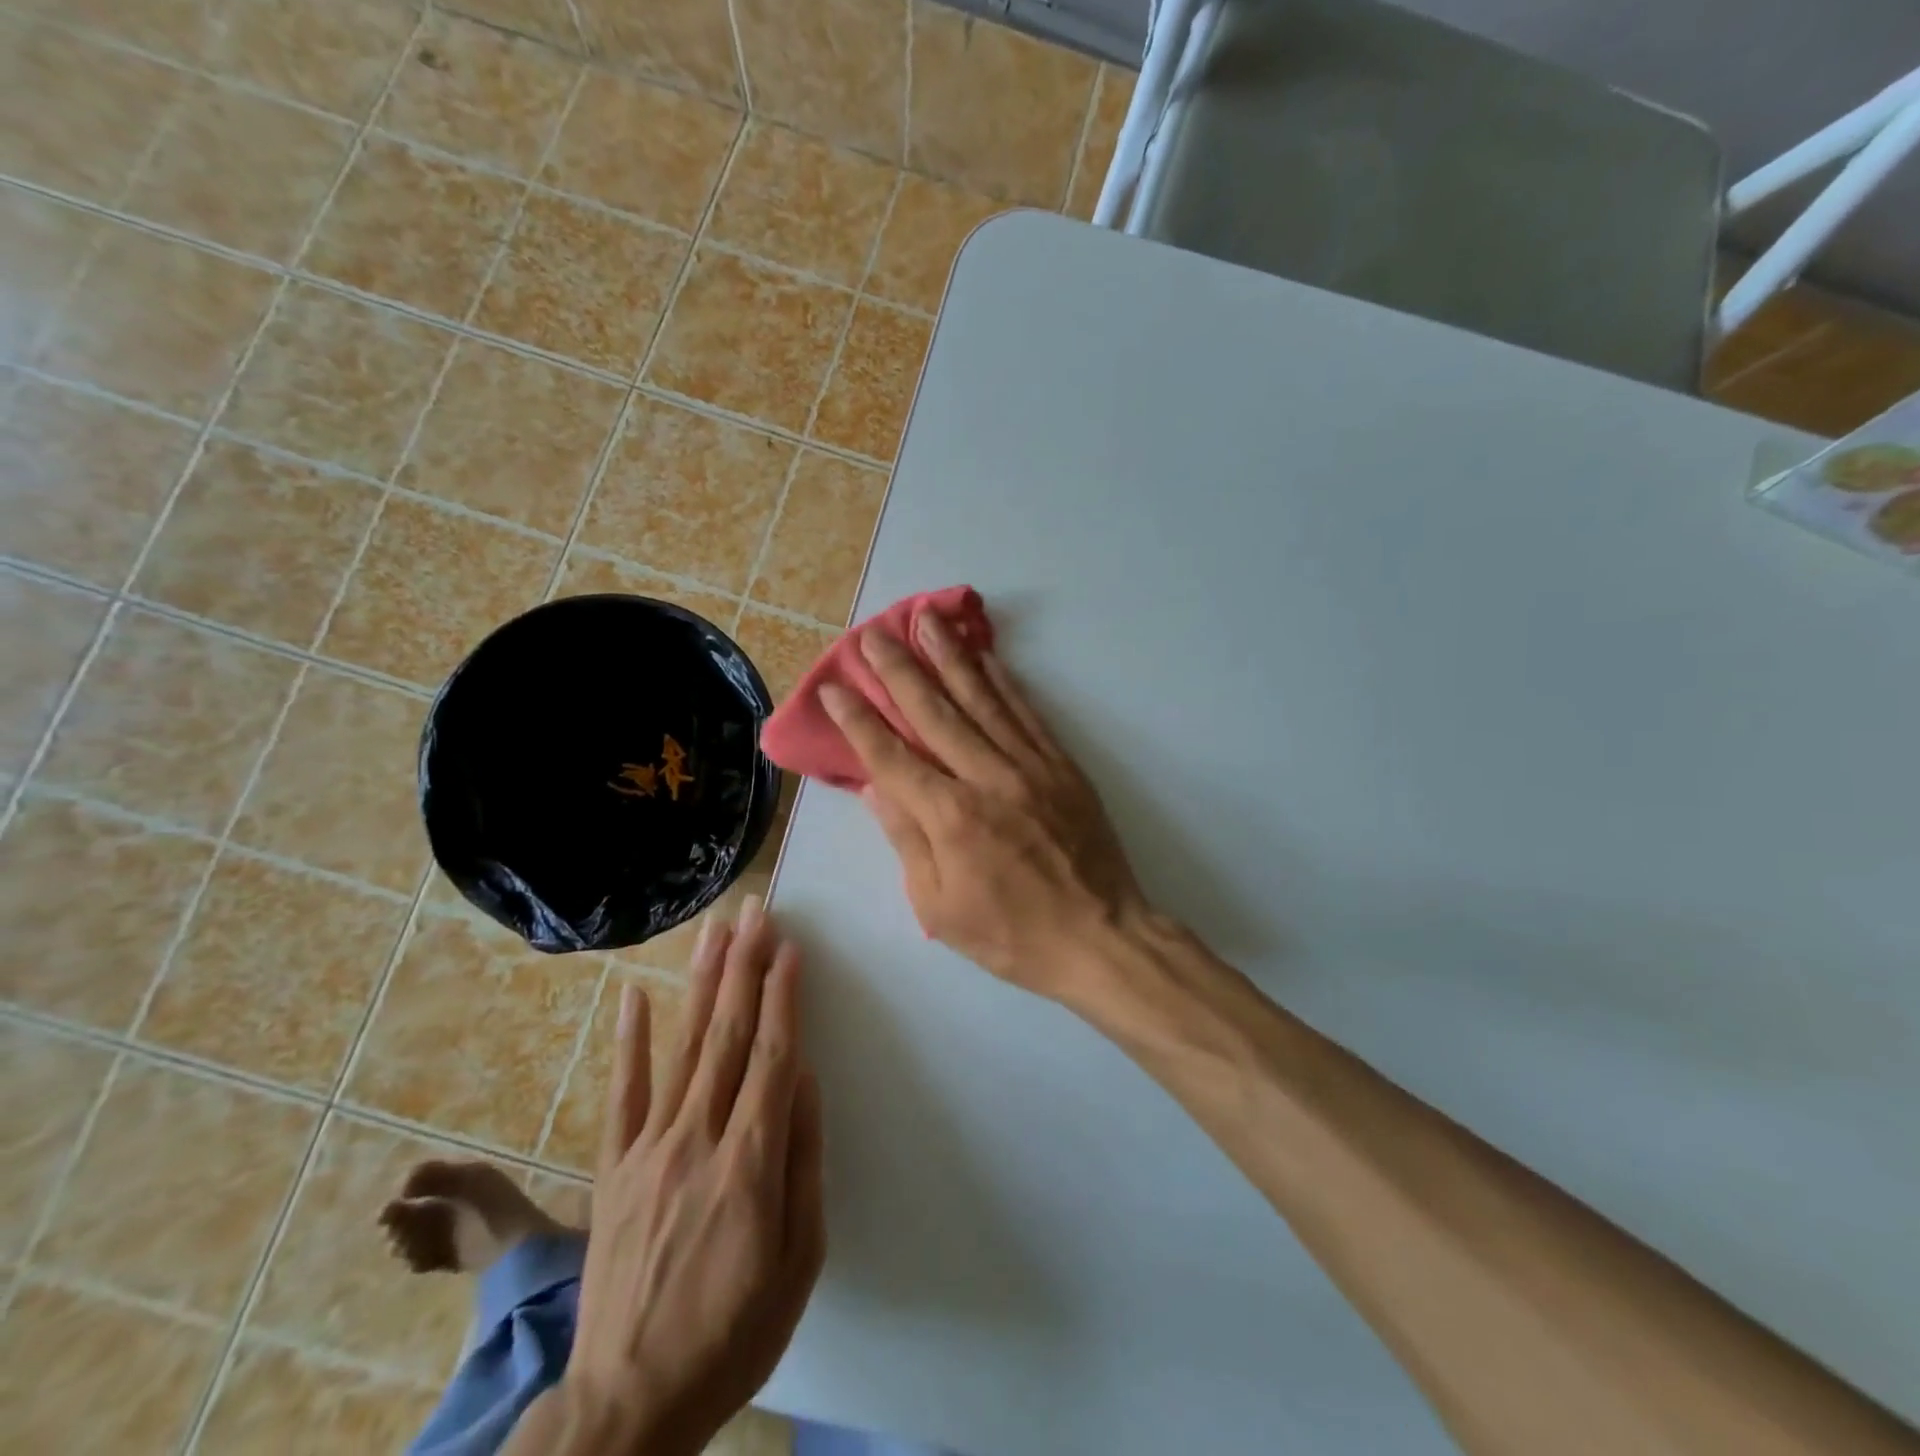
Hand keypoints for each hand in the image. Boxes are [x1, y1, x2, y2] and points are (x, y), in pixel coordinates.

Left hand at [561, 897, 824, 1455]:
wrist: (628, 1404)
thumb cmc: (733, 1333)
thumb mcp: (799, 1260)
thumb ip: (803, 1160)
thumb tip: (805, 1080)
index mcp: (750, 1163)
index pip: (772, 1057)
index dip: (783, 997)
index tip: (790, 948)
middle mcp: (698, 1139)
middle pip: (728, 1036)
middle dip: (745, 967)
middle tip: (756, 912)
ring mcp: (648, 1150)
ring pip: (683, 1047)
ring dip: (702, 983)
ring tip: (715, 930)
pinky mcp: (613, 1168)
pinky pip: (623, 1094)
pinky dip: (630, 1041)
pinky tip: (635, 995)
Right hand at [821, 616, 1148, 999]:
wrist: (1100, 936)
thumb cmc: (1011, 934)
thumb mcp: (939, 906)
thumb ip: (906, 840)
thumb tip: (875, 788)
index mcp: (948, 817)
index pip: (891, 756)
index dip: (859, 720)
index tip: (836, 688)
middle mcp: (985, 778)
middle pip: (933, 712)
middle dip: (898, 669)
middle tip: (872, 634)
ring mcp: (1028, 765)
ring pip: (980, 698)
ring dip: (949, 656)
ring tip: (925, 618)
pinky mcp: (1061, 765)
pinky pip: (1026, 712)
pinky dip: (1003, 680)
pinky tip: (985, 655)